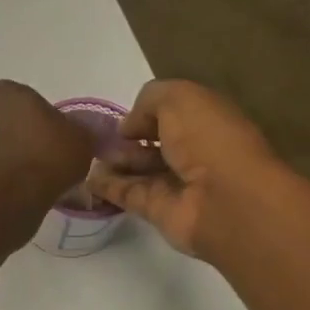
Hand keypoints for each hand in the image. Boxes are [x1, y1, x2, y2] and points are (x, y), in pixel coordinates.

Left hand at [0, 80, 97, 212]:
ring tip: (32, 184)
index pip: (32, 104)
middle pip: (10, 124)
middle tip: (47, 165)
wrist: (1, 198)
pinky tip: (14, 195)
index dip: (48, 125)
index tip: (59, 146)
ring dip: (9, 160)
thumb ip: (83, 130)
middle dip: (25, 140)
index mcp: (5, 90)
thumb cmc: (43, 157)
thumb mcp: (81, 140)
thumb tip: (84, 131)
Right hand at [87, 79, 278, 258]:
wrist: (222, 198)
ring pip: (138, 169)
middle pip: (154, 143)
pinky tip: (86, 178)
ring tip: (88, 156)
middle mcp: (193, 152)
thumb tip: (128, 127)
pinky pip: (127, 194)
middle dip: (127, 139)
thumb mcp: (179, 98)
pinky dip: (106, 186)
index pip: (173, 114)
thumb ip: (149, 100)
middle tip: (99, 138)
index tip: (124, 118)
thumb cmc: (208, 139)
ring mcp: (176, 183)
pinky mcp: (158, 210)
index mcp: (206, 121)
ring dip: (114, 161)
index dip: (147, 113)